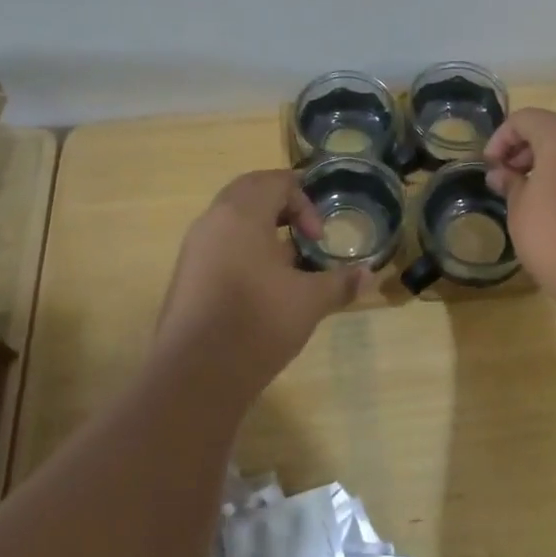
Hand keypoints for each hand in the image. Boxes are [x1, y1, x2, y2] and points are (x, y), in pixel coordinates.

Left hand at [156, 170, 359, 393]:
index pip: (276, 181)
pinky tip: (262, 287)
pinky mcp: (186, 275)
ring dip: (263, 230)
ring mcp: (194, 248)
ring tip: (287, 265)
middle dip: (282, 207)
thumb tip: (369, 275)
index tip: (319, 238)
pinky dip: (244, 250)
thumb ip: (340, 283)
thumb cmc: (257, 322)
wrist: (195, 375)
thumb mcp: (309, 301)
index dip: (305, 202)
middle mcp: (213, 220)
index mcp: (242, 213)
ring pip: (232, 219)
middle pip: (250, 192)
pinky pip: (219, 244)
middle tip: (306, 236)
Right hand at [484, 108, 555, 305]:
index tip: (490, 167)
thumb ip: (510, 183)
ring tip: (538, 195)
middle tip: (510, 179)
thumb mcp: (520, 211)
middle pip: (555, 129)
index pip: (524, 119)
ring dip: (555, 163)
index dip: (501, 138)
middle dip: (528, 149)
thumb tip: (502, 174)